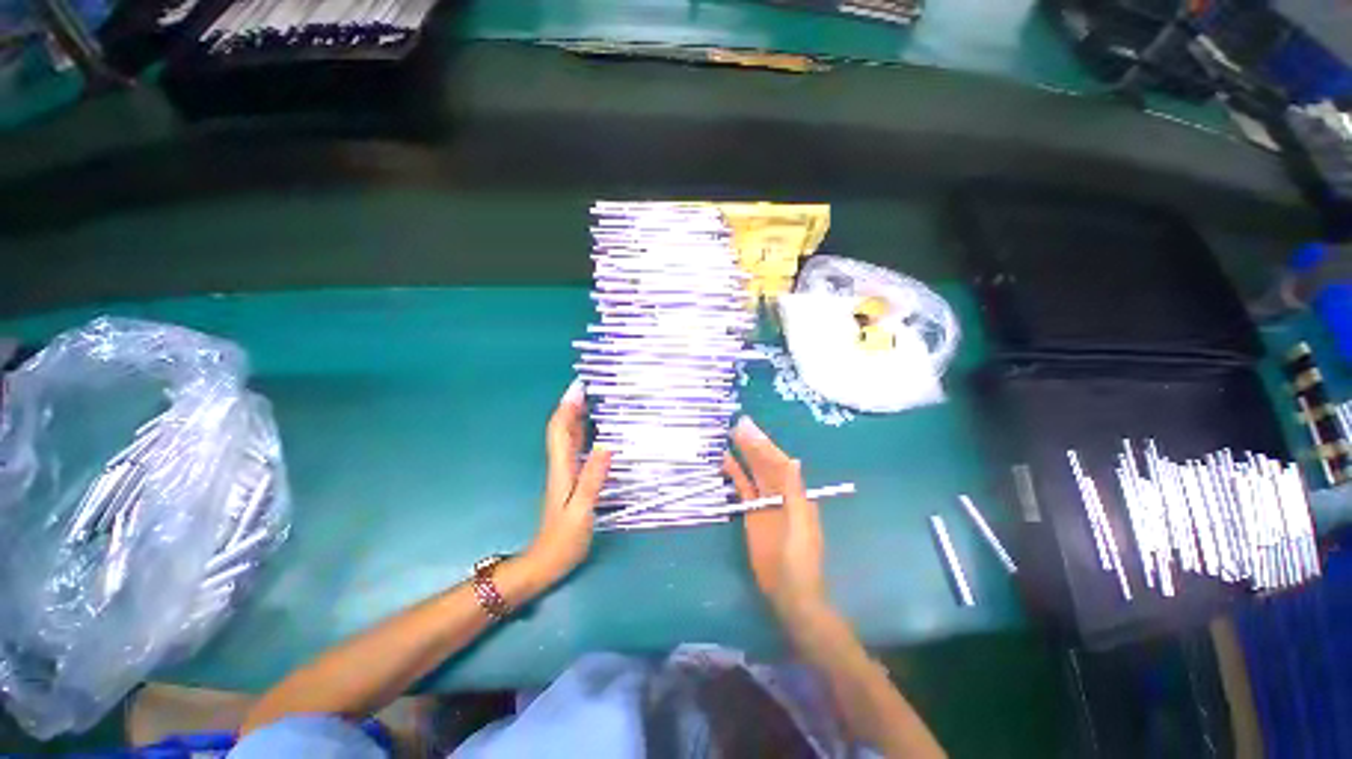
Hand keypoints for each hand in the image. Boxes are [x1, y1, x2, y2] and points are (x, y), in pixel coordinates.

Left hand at [526, 379, 611, 586]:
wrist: (545, 563)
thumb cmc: (564, 539)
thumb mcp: (582, 510)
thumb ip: (593, 478)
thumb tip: (607, 445)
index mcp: (563, 468)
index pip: (560, 430)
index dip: (567, 407)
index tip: (579, 386)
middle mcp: (561, 465)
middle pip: (562, 429)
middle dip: (572, 405)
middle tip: (589, 386)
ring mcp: (565, 473)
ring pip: (567, 437)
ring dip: (576, 416)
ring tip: (592, 399)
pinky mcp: (570, 480)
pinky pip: (575, 448)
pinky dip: (581, 433)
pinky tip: (593, 430)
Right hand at [727, 416, 828, 621]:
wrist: (789, 590)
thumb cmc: (800, 557)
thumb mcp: (800, 522)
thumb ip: (794, 491)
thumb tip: (793, 459)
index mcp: (795, 492)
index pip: (778, 462)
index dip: (765, 444)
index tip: (750, 428)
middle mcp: (780, 492)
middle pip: (764, 463)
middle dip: (752, 444)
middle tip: (737, 425)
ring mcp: (764, 501)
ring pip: (753, 472)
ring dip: (743, 455)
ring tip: (730, 436)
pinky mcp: (751, 512)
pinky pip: (743, 487)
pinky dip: (735, 474)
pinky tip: (726, 460)